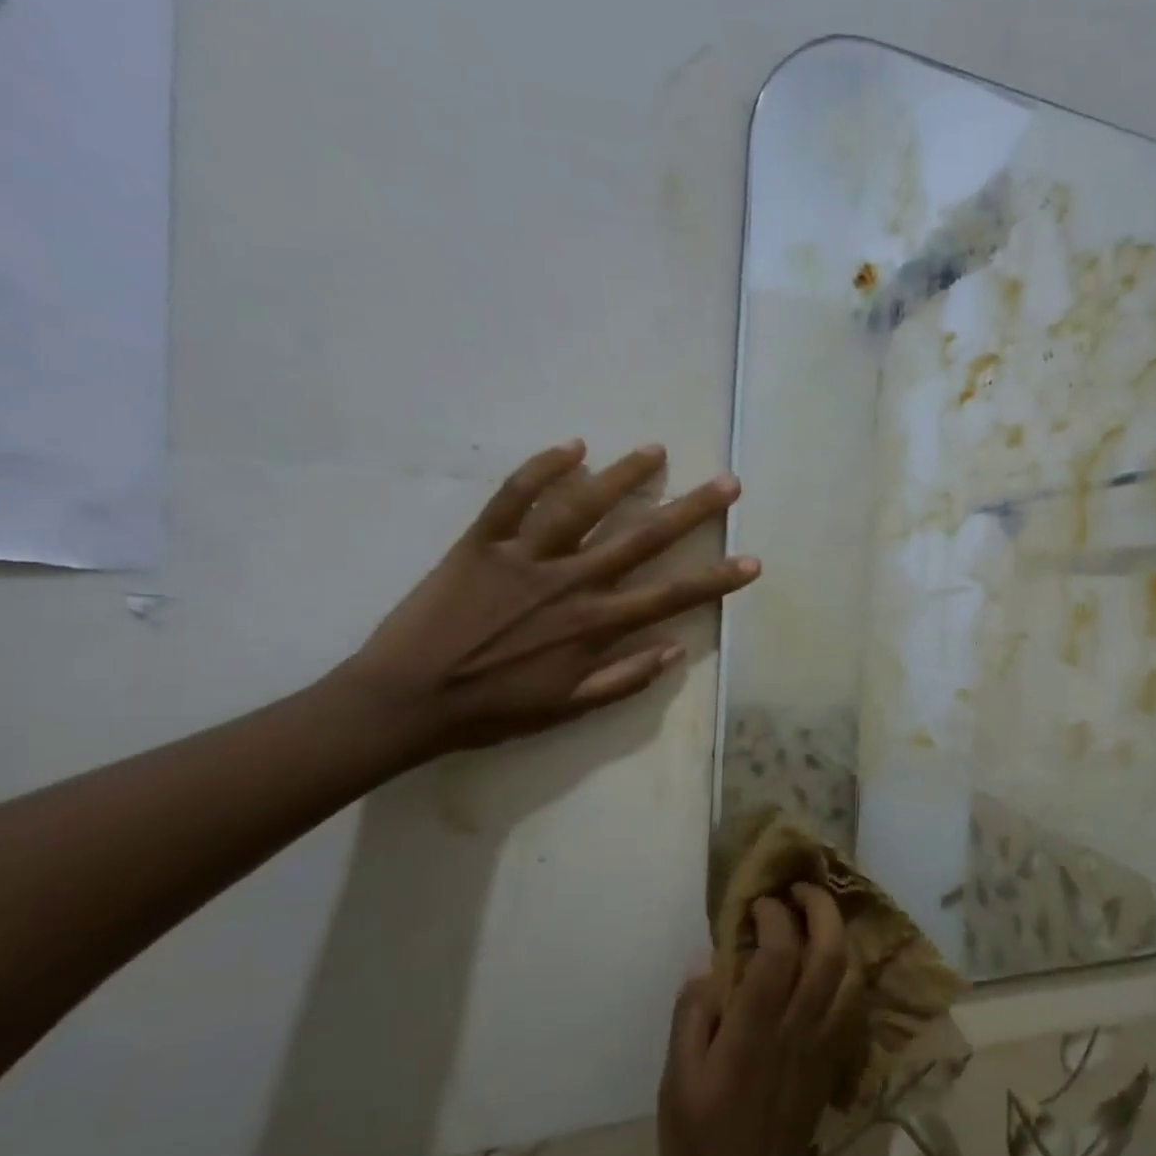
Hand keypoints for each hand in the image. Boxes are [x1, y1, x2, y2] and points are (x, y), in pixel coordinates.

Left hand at [334, 439, 757, 757]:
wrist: (403, 699)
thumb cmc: (491, 709)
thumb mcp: (567, 707)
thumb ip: (625, 679)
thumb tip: (676, 650)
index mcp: (593, 625)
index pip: (671, 596)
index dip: (717, 579)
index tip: (752, 560)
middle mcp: (569, 581)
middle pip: (641, 538)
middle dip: (691, 510)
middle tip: (727, 482)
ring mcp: (524, 557)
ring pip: (583, 505)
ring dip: (624, 476)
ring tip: (657, 451)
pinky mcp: (480, 542)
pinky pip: (512, 496)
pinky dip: (541, 468)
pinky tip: (573, 447)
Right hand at [659, 887, 862, 1155]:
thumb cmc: (700, 1148)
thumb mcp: (677, 1083)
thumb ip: (693, 1015)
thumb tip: (708, 962)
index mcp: (755, 1030)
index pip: (780, 951)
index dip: (774, 914)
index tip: (758, 902)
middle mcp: (798, 1028)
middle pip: (829, 951)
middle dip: (821, 908)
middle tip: (800, 890)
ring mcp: (823, 1045)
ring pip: (849, 974)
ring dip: (838, 935)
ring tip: (815, 919)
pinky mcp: (832, 1063)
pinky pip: (851, 1003)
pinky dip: (844, 971)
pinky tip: (825, 968)